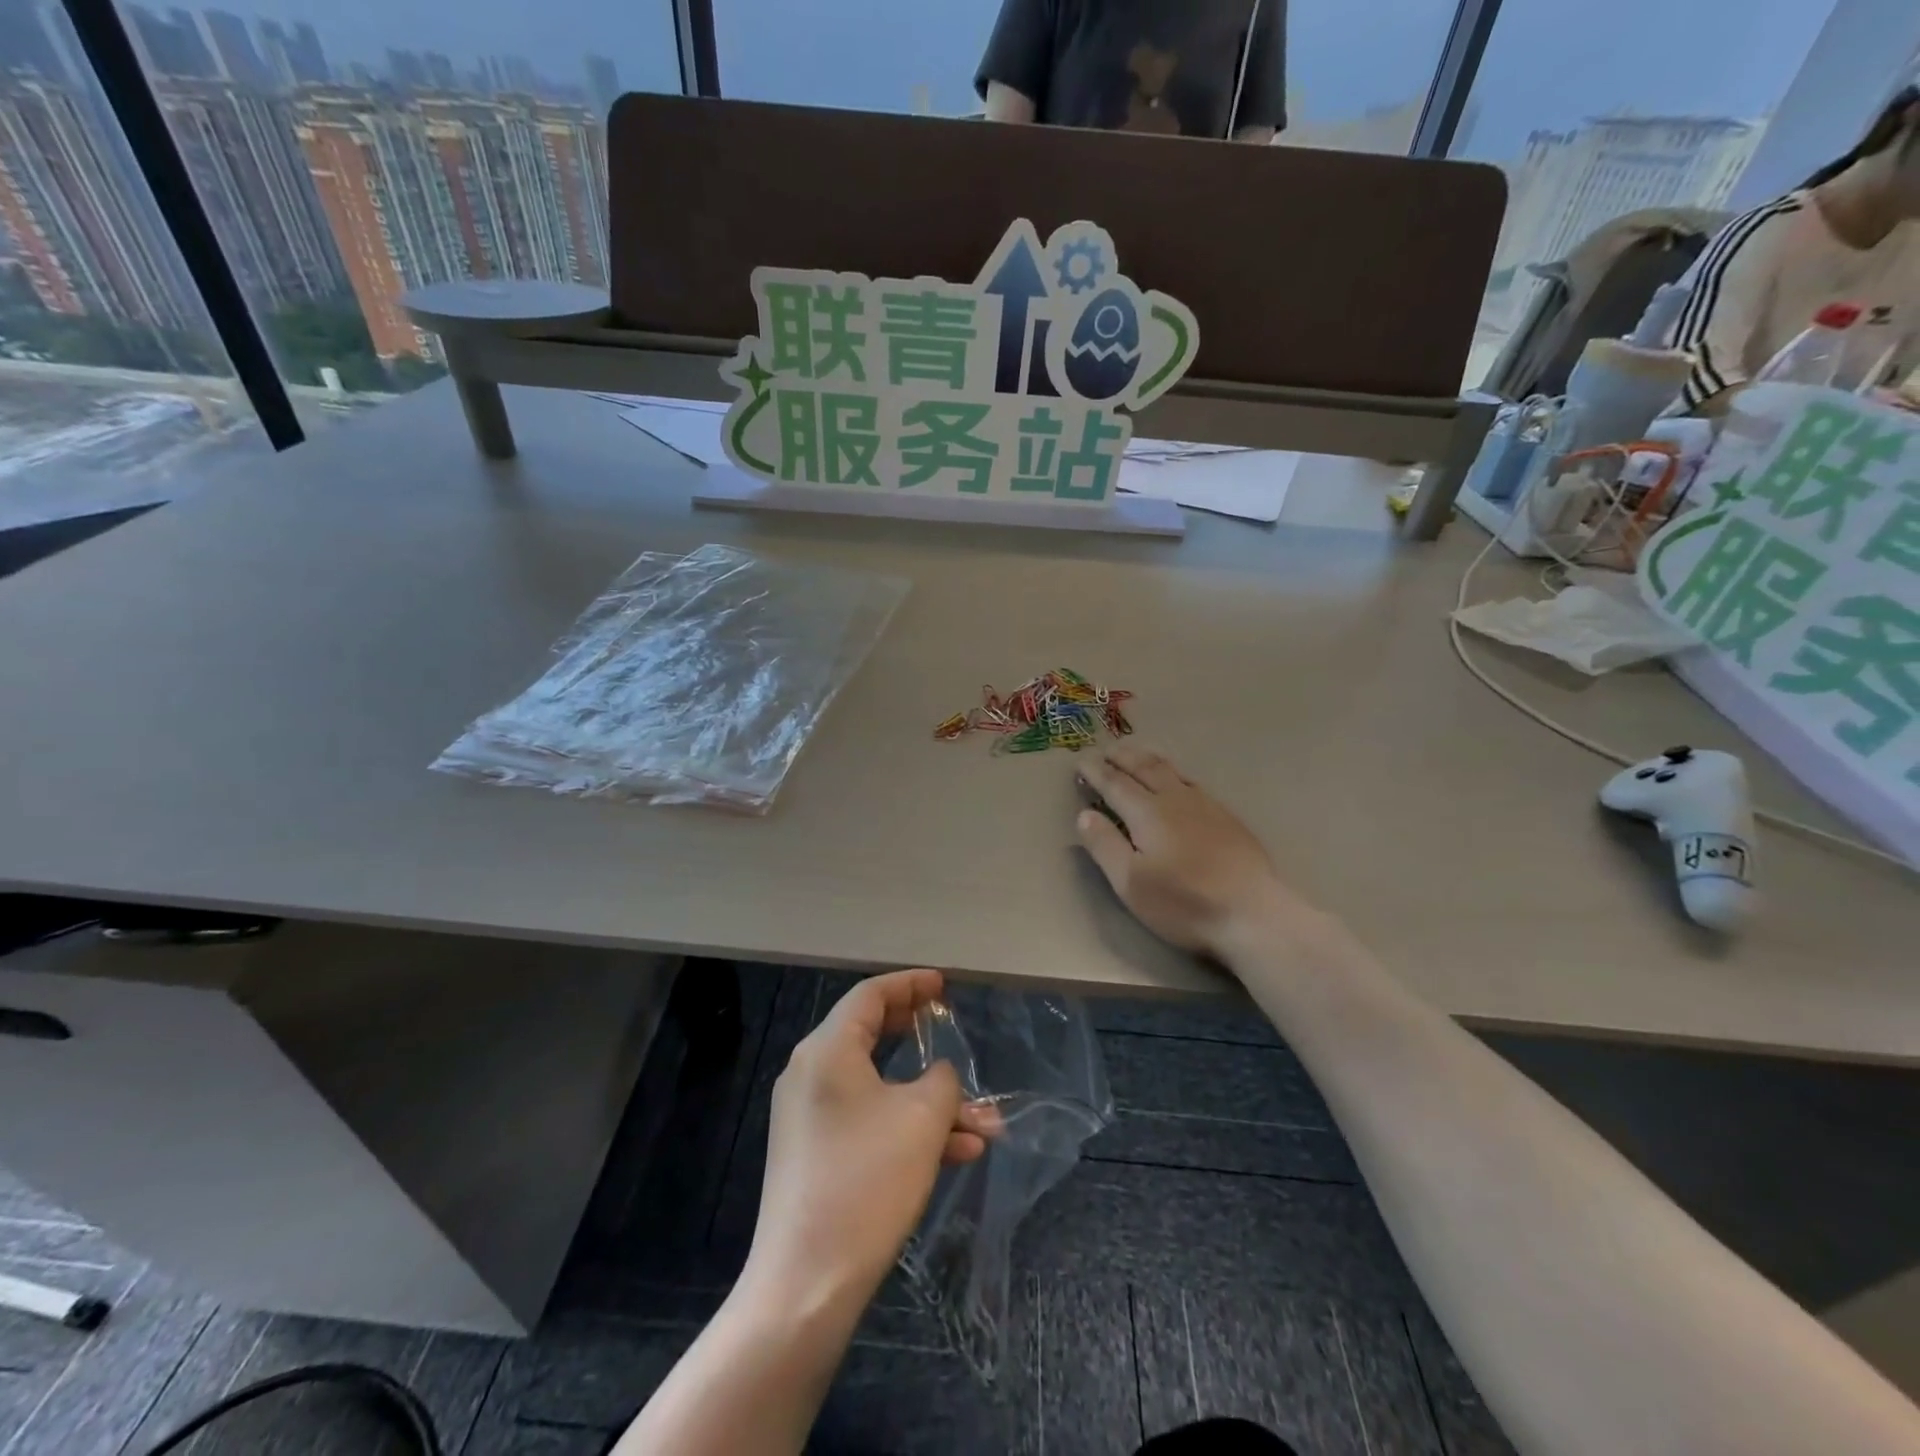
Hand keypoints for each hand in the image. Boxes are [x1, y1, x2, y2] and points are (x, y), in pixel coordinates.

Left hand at [747, 969, 993, 1309]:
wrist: (807, 1284)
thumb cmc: (867, 1181)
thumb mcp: (923, 1119)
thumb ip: (942, 1081)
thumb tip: (939, 1075)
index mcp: (827, 1050)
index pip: (870, 995)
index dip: (910, 985)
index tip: (943, 986)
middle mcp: (812, 1074)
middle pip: (871, 1035)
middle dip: (919, 1035)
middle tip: (950, 1027)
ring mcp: (810, 1117)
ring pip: (879, 1089)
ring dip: (930, 1101)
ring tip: (983, 1123)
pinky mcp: (815, 1155)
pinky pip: (867, 1122)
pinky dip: (908, 1128)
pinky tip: (957, 1153)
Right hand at [1075, 746, 1315, 956]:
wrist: (1252, 914)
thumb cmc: (1183, 902)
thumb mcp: (1130, 882)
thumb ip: (1105, 845)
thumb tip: (1084, 814)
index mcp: (1148, 813)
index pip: (1115, 784)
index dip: (1096, 772)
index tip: (1081, 761)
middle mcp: (1176, 800)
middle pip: (1145, 769)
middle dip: (1122, 757)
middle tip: (1106, 750)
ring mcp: (1206, 806)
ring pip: (1172, 771)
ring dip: (1149, 759)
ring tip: (1137, 753)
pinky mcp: (1227, 819)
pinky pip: (1193, 783)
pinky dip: (1175, 773)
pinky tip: (1179, 781)